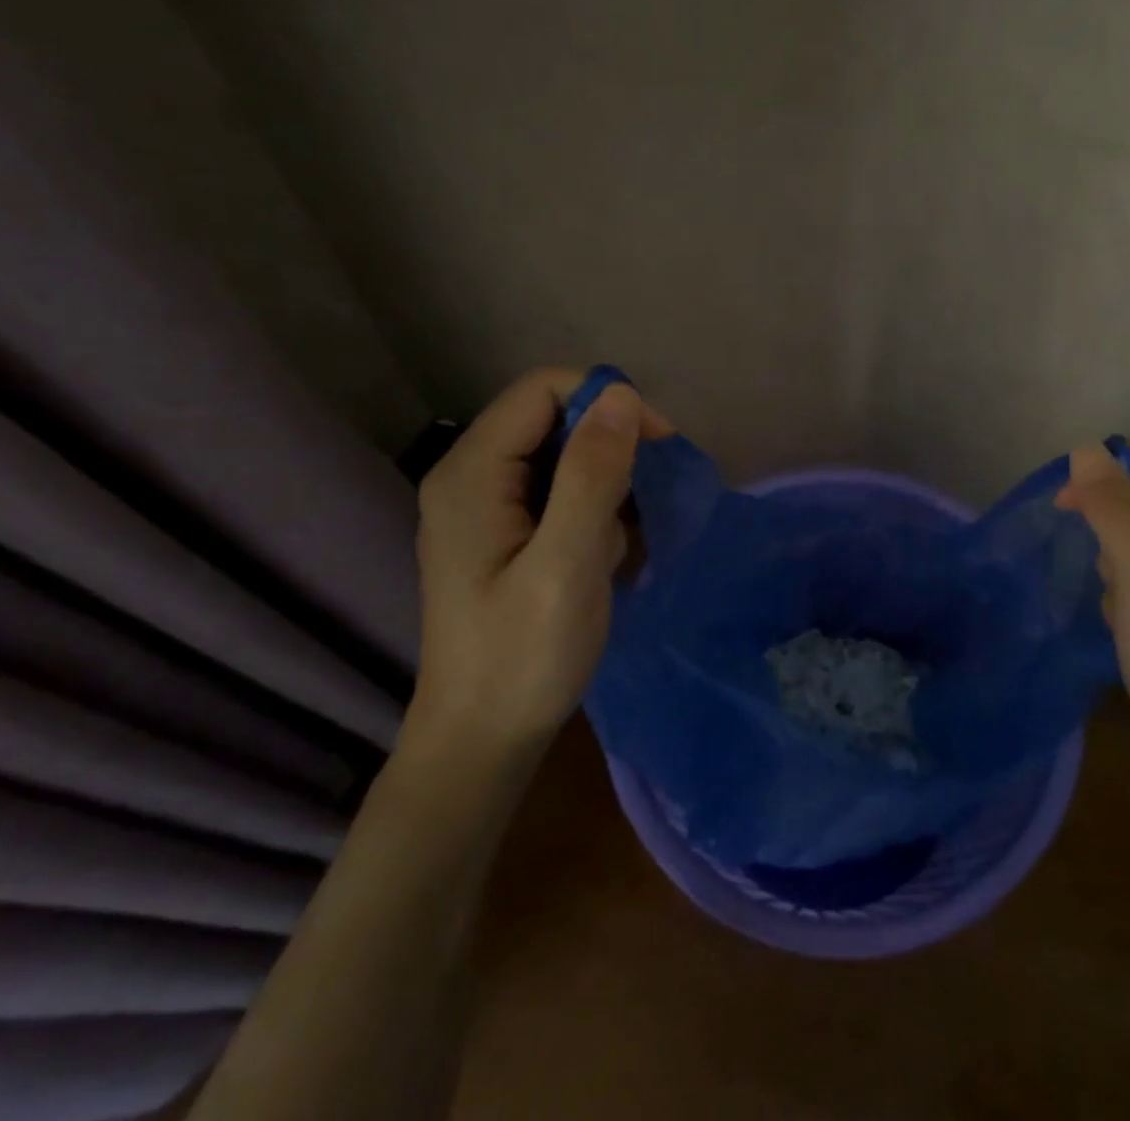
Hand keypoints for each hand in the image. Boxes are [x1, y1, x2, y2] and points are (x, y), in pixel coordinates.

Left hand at [408, 369, 669, 755]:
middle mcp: (471, 476)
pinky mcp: (504, 532)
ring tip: (618, 543)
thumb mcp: (566, 565)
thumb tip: (621, 395)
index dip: (605, 401)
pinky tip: (604, 556)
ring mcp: (486, 506)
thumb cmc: (522, 658)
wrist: (482, 740)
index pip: (543, 389)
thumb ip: (592, 476)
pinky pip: (560, 491)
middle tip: (646, 502)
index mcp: (472, 473)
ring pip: (562, 455)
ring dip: (606, 486)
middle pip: (552, 418)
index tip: (657, 444)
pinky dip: (594, 511)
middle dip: (610, 449)